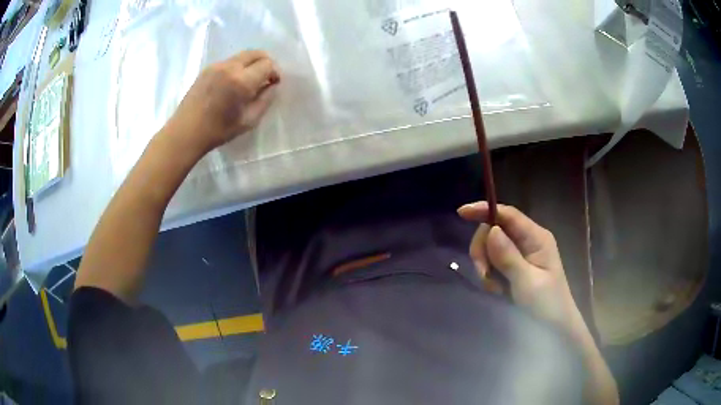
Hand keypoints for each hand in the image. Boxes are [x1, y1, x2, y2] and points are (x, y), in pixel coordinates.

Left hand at [166, 50, 279, 154]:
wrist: (186, 132)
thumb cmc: (218, 131)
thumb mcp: (249, 121)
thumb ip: (265, 100)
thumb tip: (272, 86)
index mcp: (241, 81)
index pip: (267, 64)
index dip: (275, 72)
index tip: (274, 84)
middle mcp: (230, 67)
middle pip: (256, 53)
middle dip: (266, 62)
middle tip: (266, 77)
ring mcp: (216, 66)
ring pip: (242, 56)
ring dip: (251, 64)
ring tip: (249, 81)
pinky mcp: (207, 69)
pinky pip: (229, 61)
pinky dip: (238, 67)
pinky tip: (233, 83)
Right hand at [458, 202, 585, 335]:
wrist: (554, 325)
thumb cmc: (547, 304)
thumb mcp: (527, 283)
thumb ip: (509, 257)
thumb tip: (490, 230)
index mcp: (536, 237)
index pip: (508, 214)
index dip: (484, 210)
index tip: (461, 213)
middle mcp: (528, 240)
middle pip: (494, 230)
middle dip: (483, 250)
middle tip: (484, 274)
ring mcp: (521, 252)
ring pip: (490, 247)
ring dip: (485, 266)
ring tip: (494, 287)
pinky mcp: (514, 265)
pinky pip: (492, 262)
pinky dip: (489, 275)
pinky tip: (497, 289)